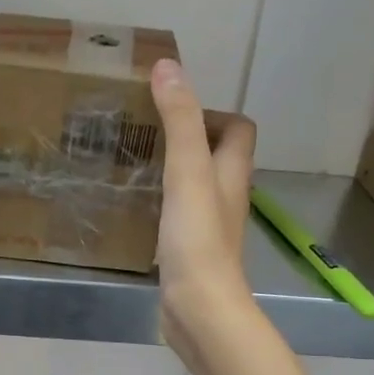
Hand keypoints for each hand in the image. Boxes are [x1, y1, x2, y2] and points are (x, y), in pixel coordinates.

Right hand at [149, 57, 256, 362]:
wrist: (200, 308)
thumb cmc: (198, 238)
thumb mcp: (187, 171)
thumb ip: (179, 120)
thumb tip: (168, 66)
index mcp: (232, 174)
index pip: (239, 129)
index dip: (213, 113)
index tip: (173, 111)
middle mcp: (226, 197)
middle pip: (217, 157)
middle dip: (187, 140)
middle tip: (145, 134)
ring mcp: (209, 228)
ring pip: (196, 188)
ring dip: (173, 173)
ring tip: (135, 164)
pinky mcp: (190, 252)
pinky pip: (180, 217)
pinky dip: (163, 205)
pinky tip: (136, 209)